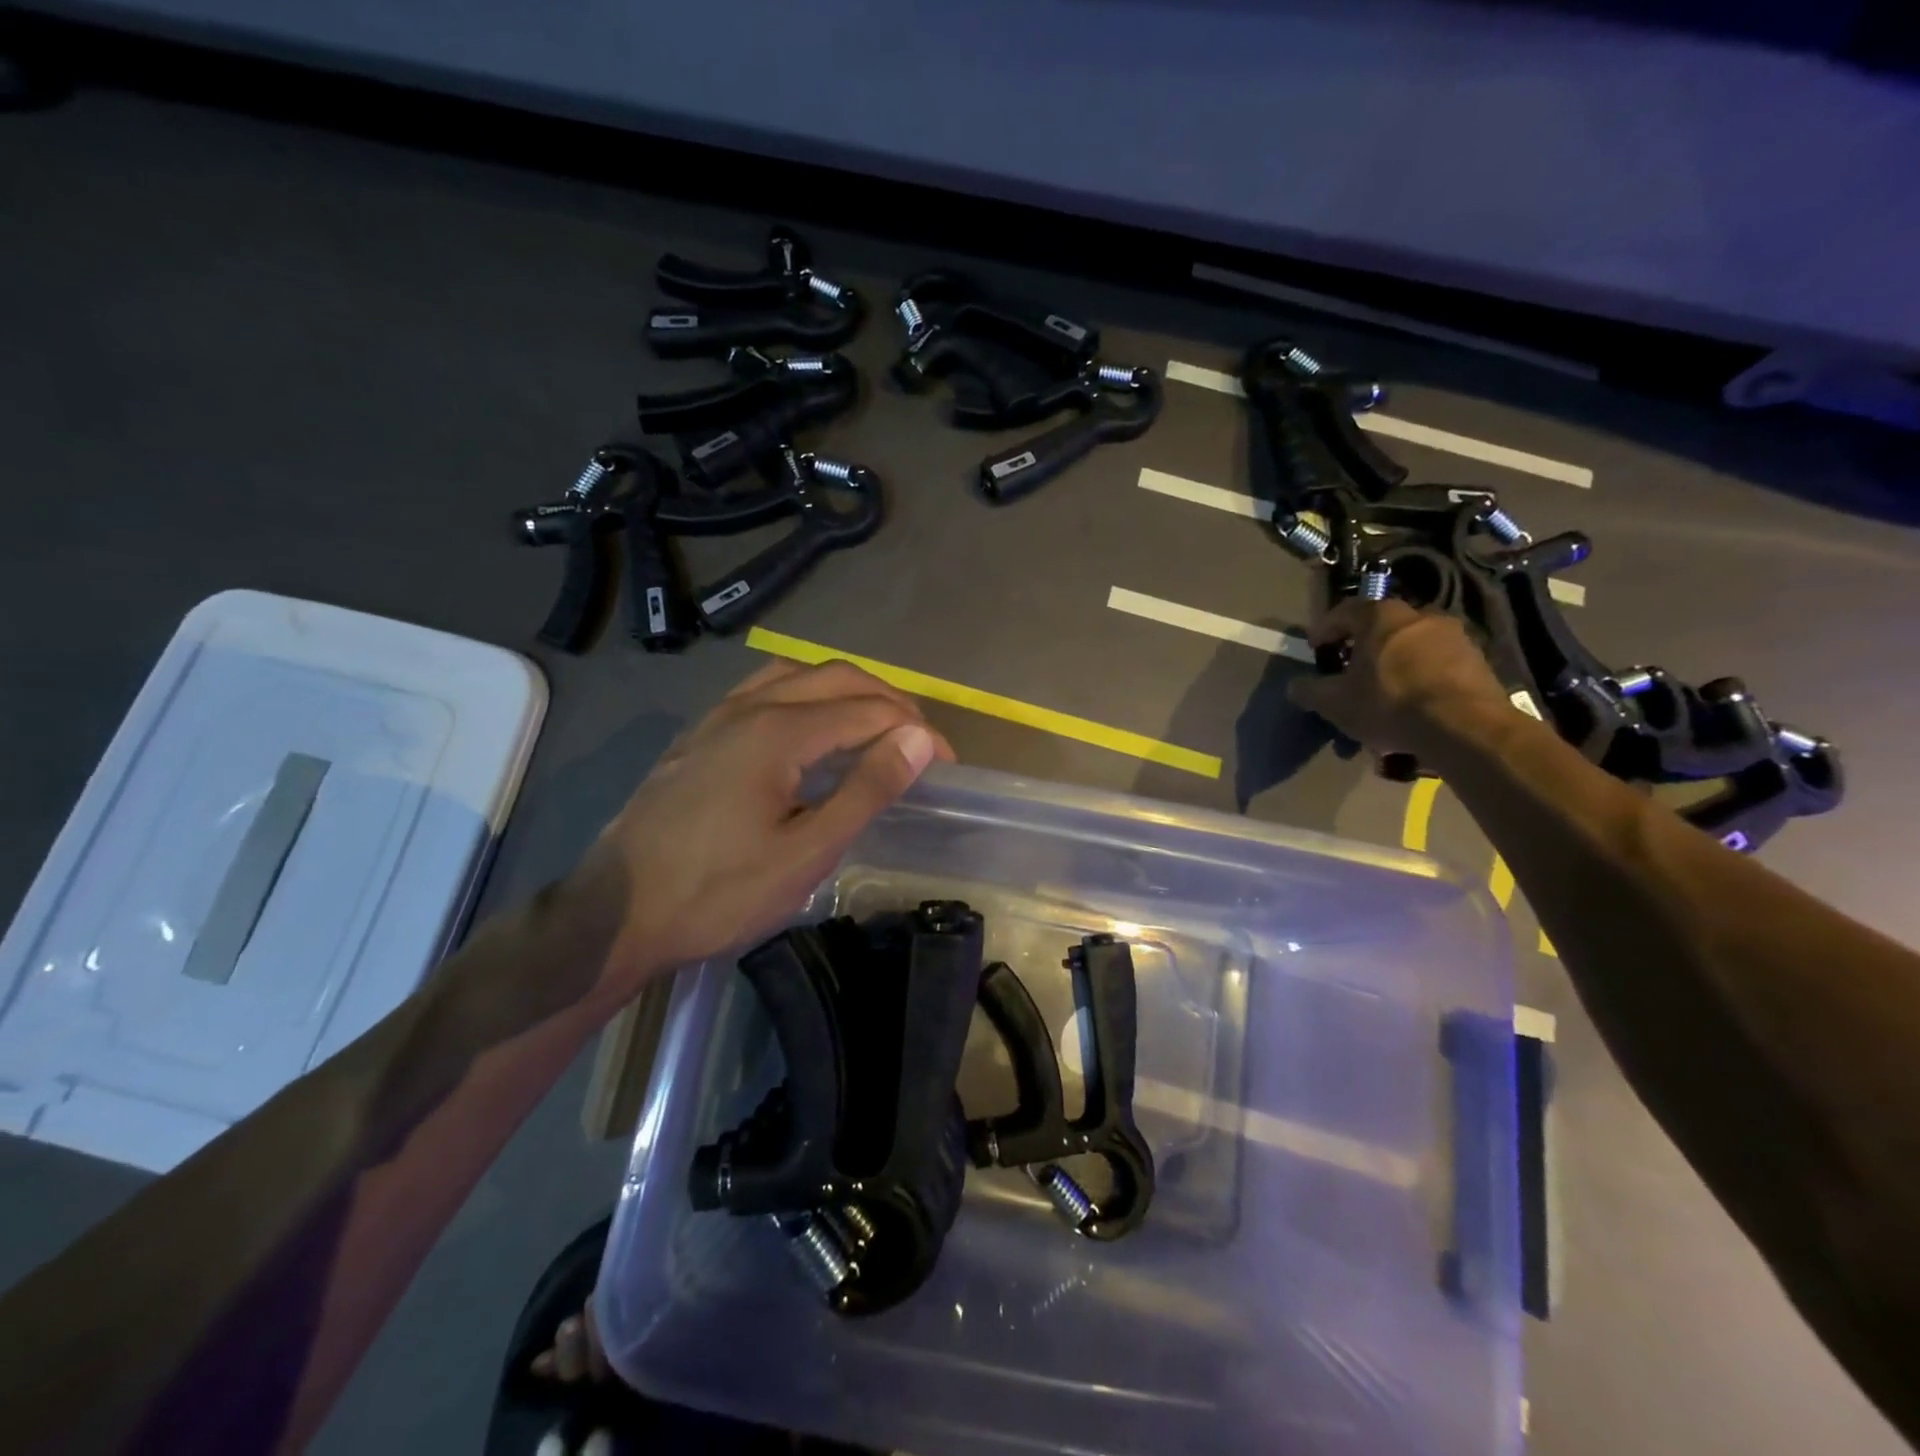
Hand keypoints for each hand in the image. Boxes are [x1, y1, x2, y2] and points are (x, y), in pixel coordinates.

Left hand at [579, 660, 953, 1000]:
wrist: (615, 913)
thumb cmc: (717, 892)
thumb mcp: (805, 852)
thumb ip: (866, 790)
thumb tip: (919, 740)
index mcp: (779, 731)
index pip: (869, 710)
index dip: (916, 733)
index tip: (946, 765)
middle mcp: (749, 706)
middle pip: (837, 677)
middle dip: (889, 701)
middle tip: (919, 742)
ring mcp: (717, 715)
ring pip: (797, 674)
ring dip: (847, 690)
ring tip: (874, 726)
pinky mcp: (699, 734)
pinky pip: (764, 689)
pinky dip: (805, 694)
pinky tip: (810, 729)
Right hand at [1287, 598, 1511, 759]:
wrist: (1464, 727)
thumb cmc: (1388, 704)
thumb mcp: (1335, 703)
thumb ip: (1310, 690)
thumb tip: (1294, 685)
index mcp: (1381, 616)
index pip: (1345, 611)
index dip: (1325, 629)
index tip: (1316, 648)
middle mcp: (1419, 615)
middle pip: (1382, 627)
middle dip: (1363, 648)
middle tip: (1350, 672)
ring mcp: (1454, 636)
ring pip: (1411, 646)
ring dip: (1394, 664)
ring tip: (1383, 694)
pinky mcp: (1478, 660)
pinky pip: (1437, 664)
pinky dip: (1421, 678)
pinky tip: (1413, 705)